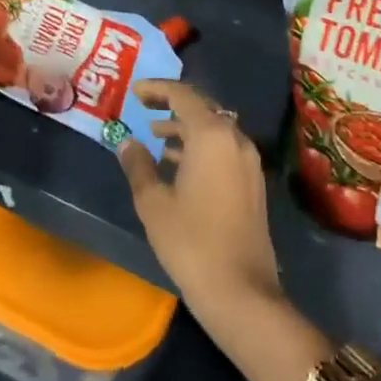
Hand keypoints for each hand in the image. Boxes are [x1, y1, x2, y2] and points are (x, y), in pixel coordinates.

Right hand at [117, 81, 279, 313]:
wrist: (241, 291)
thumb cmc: (191, 242)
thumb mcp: (153, 203)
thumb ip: (138, 166)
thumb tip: (127, 142)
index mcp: (212, 135)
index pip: (183, 95)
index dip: (157, 89)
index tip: (135, 92)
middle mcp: (235, 139)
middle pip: (202, 108)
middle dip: (172, 105)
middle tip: (144, 108)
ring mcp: (248, 161)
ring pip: (214, 129)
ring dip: (186, 127)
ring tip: (155, 135)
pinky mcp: (253, 182)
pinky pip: (223, 148)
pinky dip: (200, 146)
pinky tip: (177, 164)